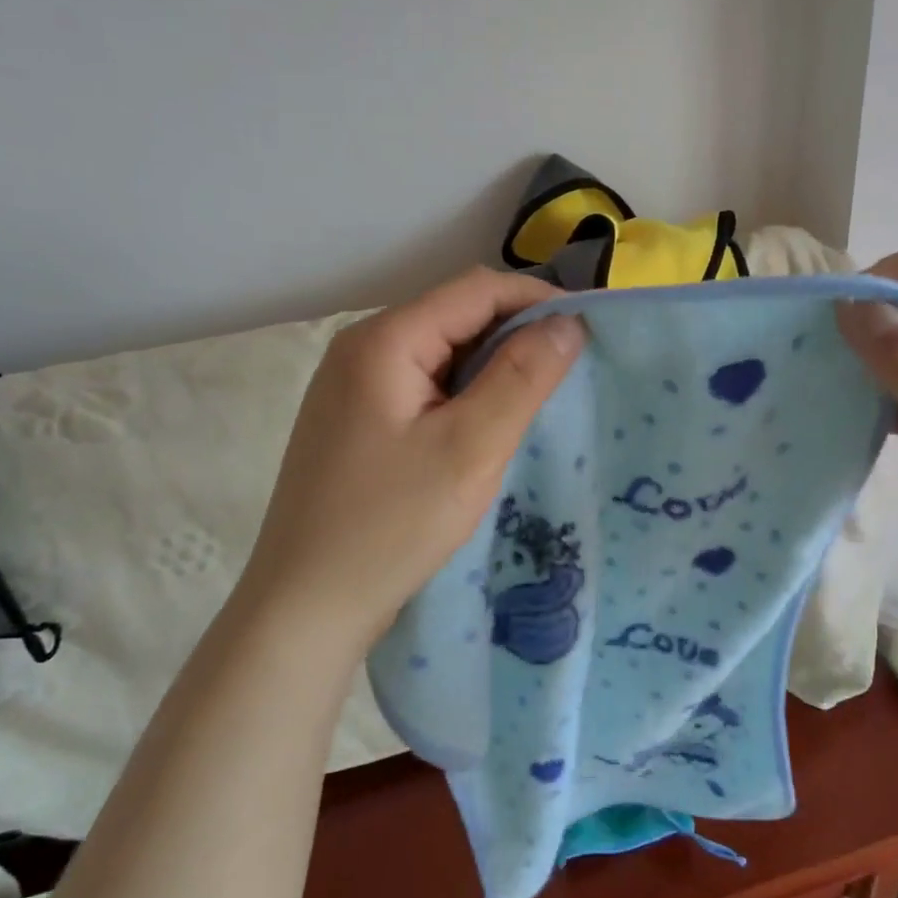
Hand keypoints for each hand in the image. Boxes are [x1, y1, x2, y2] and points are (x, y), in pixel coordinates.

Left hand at [241, 268, 584, 645]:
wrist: (305, 606)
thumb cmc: (391, 526)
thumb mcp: (470, 448)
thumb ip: (522, 377)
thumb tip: (570, 322)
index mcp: (384, 340)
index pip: (476, 290)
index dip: (539, 301)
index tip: (592, 329)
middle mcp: (362, 348)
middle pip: (456, 316)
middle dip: (518, 335)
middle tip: (572, 371)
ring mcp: (353, 386)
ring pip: (442, 353)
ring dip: (494, 368)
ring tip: (539, 400)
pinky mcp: (357, 421)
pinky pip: (424, 386)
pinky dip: (466, 394)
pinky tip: (489, 426)